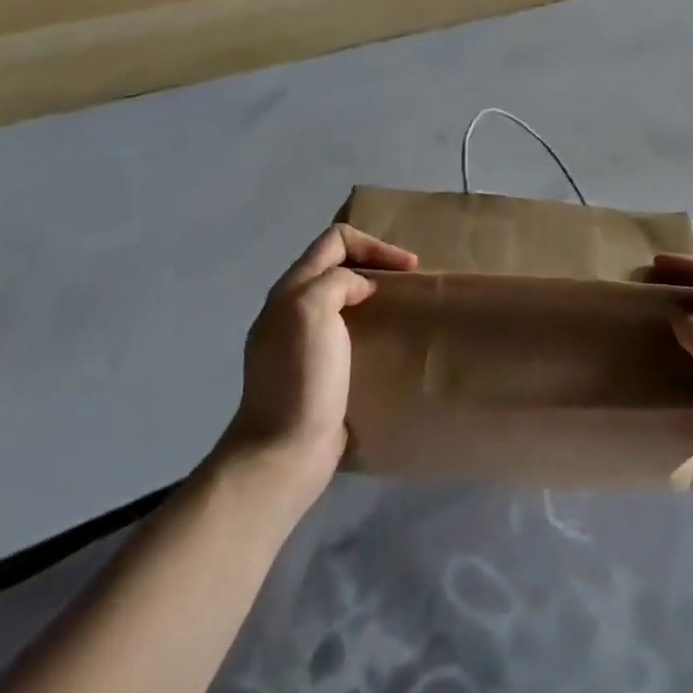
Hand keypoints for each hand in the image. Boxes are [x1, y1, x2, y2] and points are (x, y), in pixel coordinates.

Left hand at [217, 224, 417, 492]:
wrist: (284, 451)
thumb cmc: (301, 377)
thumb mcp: (312, 310)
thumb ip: (336, 282)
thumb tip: (359, 287)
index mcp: (290, 290)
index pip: (334, 241)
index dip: (374, 245)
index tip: (408, 268)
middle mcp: (292, 310)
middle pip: (336, 266)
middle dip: (375, 265)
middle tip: (408, 284)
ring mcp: (302, 343)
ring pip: (342, 299)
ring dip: (373, 296)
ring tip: (402, 310)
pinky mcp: (317, 372)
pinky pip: (346, 332)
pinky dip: (369, 326)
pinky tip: (386, 343)